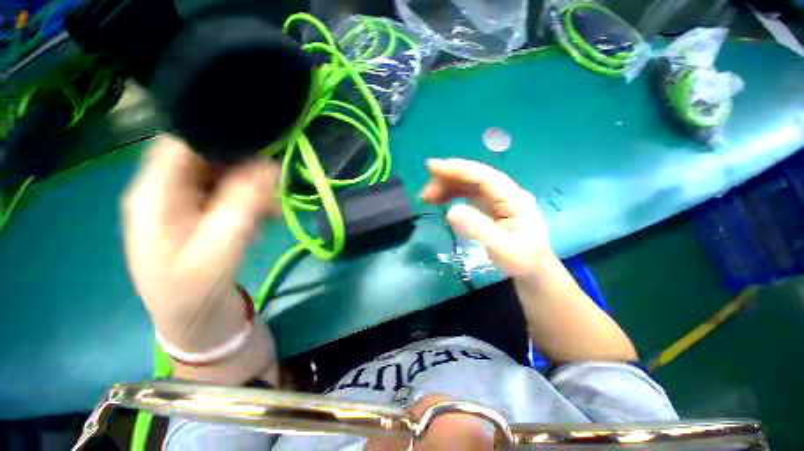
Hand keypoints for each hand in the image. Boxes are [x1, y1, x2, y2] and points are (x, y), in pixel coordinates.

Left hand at [122, 135, 279, 354]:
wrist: (193, 321)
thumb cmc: (196, 291)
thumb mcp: (221, 249)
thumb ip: (243, 205)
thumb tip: (270, 167)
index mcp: (155, 195)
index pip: (182, 142)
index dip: (221, 137)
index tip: (261, 149)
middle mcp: (165, 191)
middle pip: (206, 157)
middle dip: (245, 170)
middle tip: (274, 191)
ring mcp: (183, 203)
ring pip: (222, 176)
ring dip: (252, 189)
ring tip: (271, 213)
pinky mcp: (200, 214)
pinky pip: (228, 194)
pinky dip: (250, 201)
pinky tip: (263, 219)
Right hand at [421, 158, 550, 275]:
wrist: (532, 270)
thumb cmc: (522, 261)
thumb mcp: (502, 249)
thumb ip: (478, 229)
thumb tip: (451, 211)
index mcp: (514, 198)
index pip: (483, 176)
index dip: (457, 169)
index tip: (432, 167)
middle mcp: (505, 193)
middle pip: (473, 178)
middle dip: (447, 180)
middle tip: (424, 194)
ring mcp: (496, 199)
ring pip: (468, 184)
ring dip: (447, 187)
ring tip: (427, 198)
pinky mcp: (489, 206)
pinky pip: (467, 194)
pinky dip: (451, 194)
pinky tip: (439, 201)